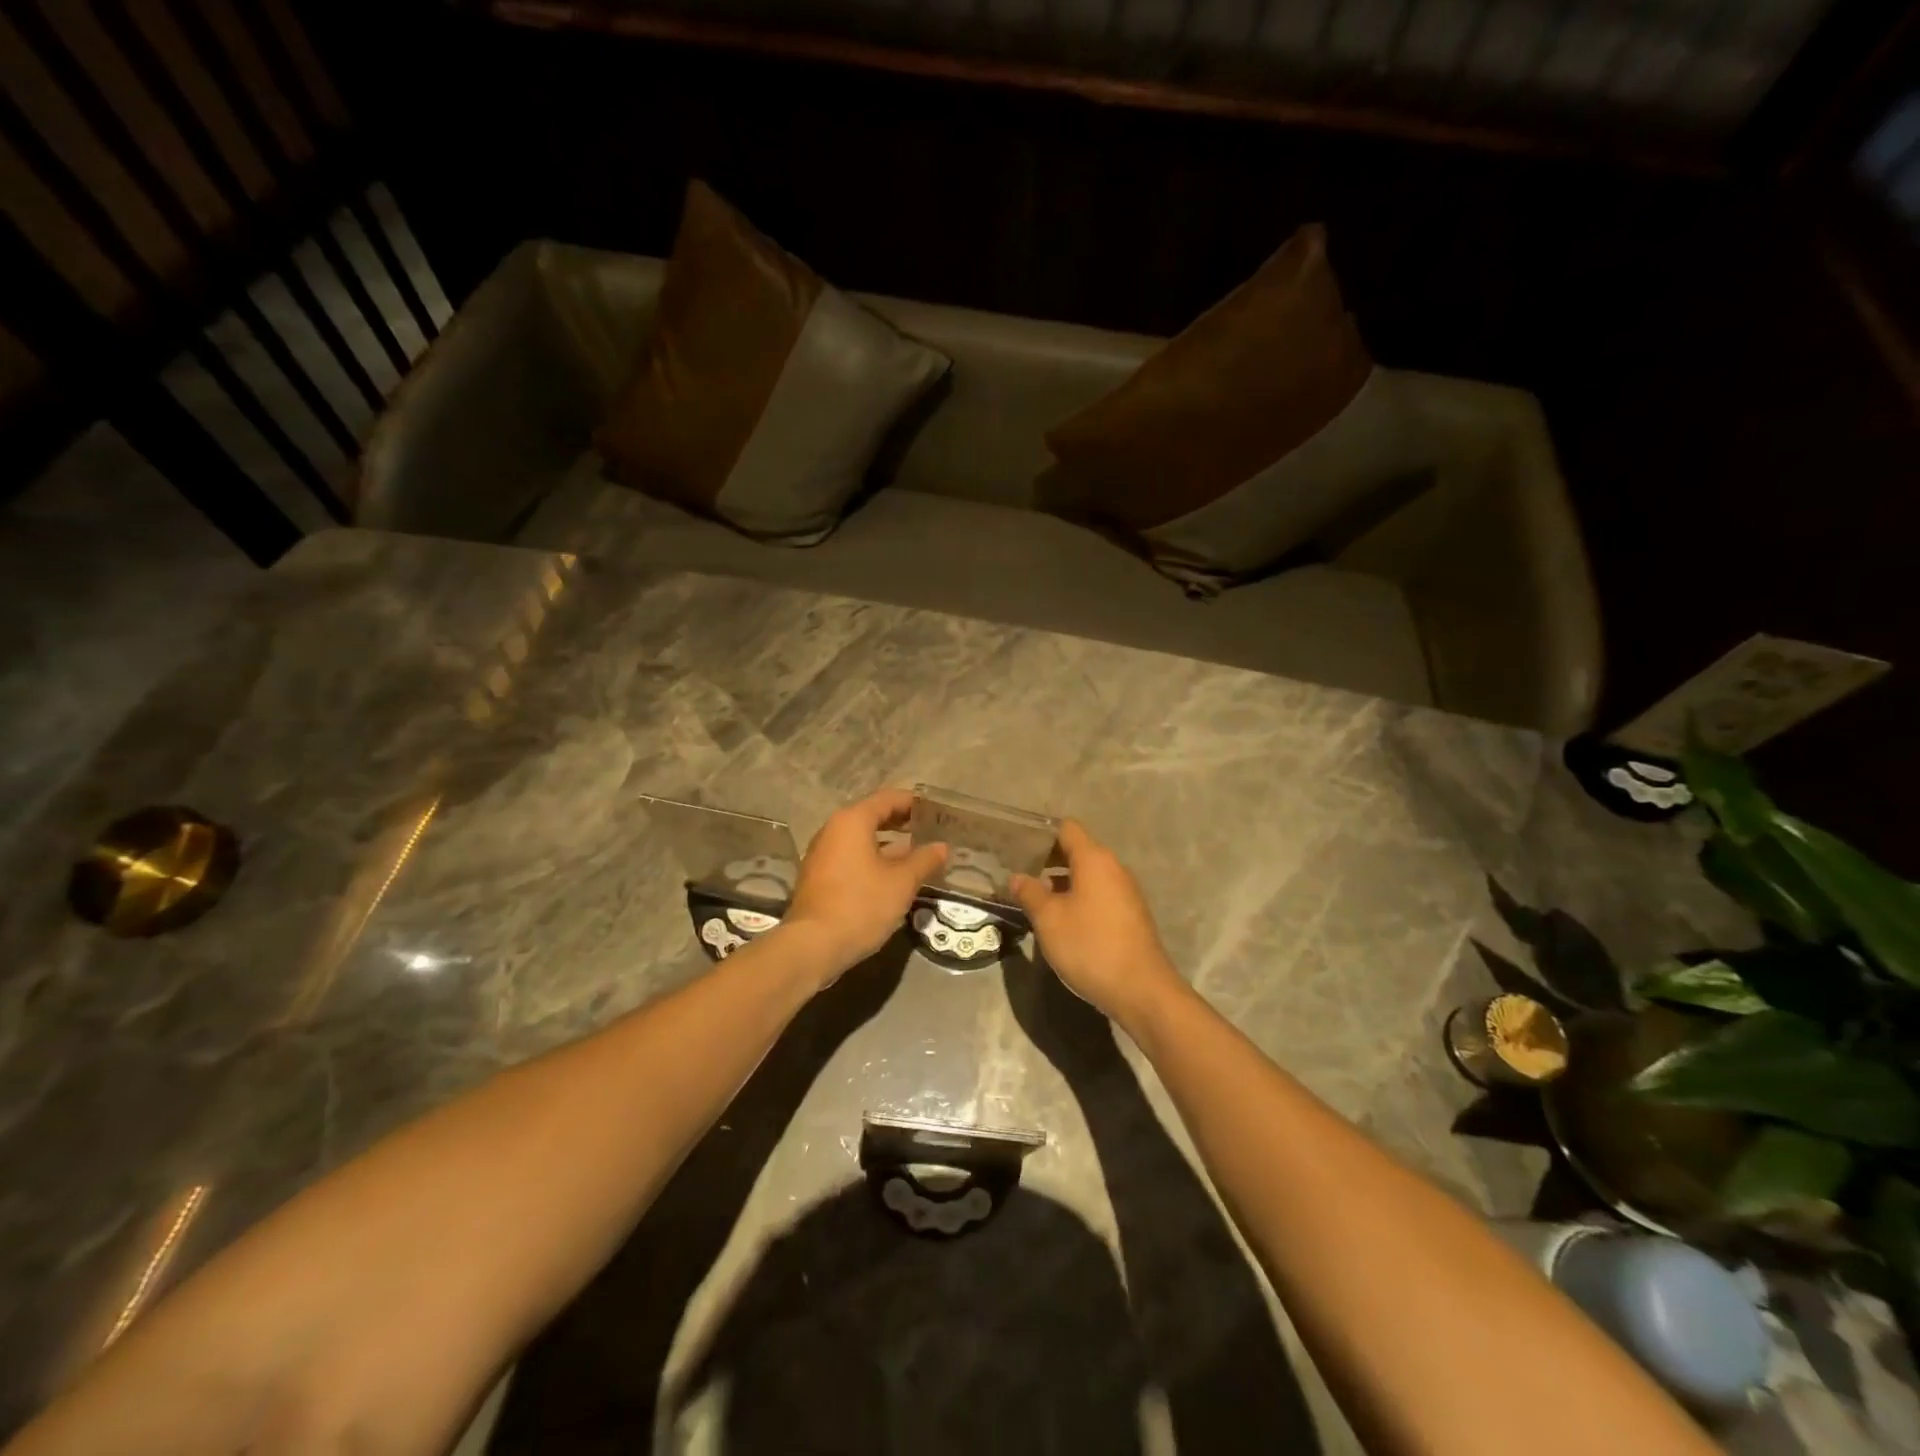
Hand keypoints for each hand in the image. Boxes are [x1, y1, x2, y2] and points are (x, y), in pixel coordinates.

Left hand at [782, 789, 947, 986]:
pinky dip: (873, 859)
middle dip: (902, 822)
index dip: (914, 803)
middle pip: (872, 816)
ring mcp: (822, 854)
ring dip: (888, 844)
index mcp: (852, 821)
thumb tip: (942, 847)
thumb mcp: (901, 883)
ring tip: (917, 854)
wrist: (812, 946)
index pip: (888, 798)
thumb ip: (924, 860)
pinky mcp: (819, 877)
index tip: (936, 812)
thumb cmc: (861, 905)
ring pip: (861, 839)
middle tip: (930, 831)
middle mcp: (833, 830)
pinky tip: (892, 876)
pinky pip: (851, 857)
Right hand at [1010, 820, 1182, 1025]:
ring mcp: (1126, 892)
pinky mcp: (1130, 915)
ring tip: (1035, 898)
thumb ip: (1030, 893)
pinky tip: (1061, 920)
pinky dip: (1079, 898)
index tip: (1019, 846)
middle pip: (1078, 851)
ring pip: (1088, 875)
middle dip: (1048, 860)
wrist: (1141, 990)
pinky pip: (1099, 894)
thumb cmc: (1090, 946)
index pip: (1067, 828)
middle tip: (1020, 873)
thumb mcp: (1049, 919)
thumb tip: (1017, 877)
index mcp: (1094, 859)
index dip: (1042, 833)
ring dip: (1062, 882)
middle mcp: (1114, 868)